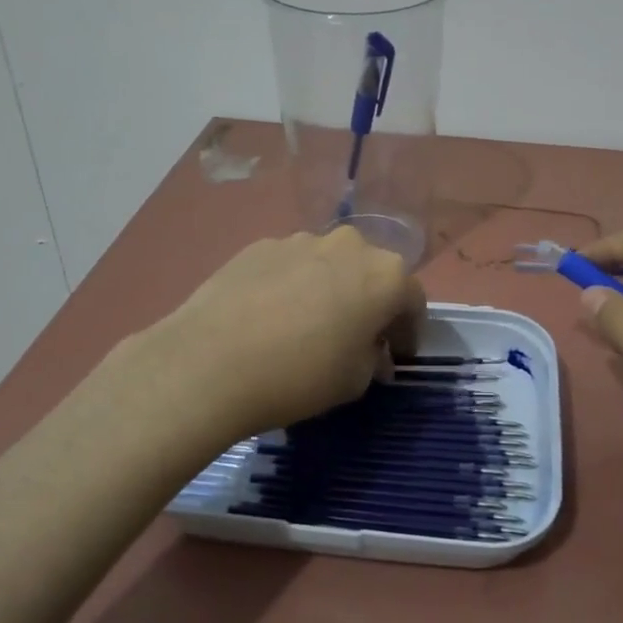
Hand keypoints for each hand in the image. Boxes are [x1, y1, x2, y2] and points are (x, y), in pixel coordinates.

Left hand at [146, 227, 425, 433]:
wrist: (210, 362)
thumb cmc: (300, 375)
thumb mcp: (354, 381)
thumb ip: (374, 360)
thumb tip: (371, 352)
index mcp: (385, 275)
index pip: (413, 300)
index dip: (408, 331)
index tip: (397, 356)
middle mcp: (349, 245)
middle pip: (371, 273)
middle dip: (371, 303)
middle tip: (356, 338)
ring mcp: (300, 240)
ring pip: (329, 265)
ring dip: (330, 290)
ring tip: (308, 326)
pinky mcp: (259, 245)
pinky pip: (291, 265)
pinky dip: (292, 285)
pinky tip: (271, 317)